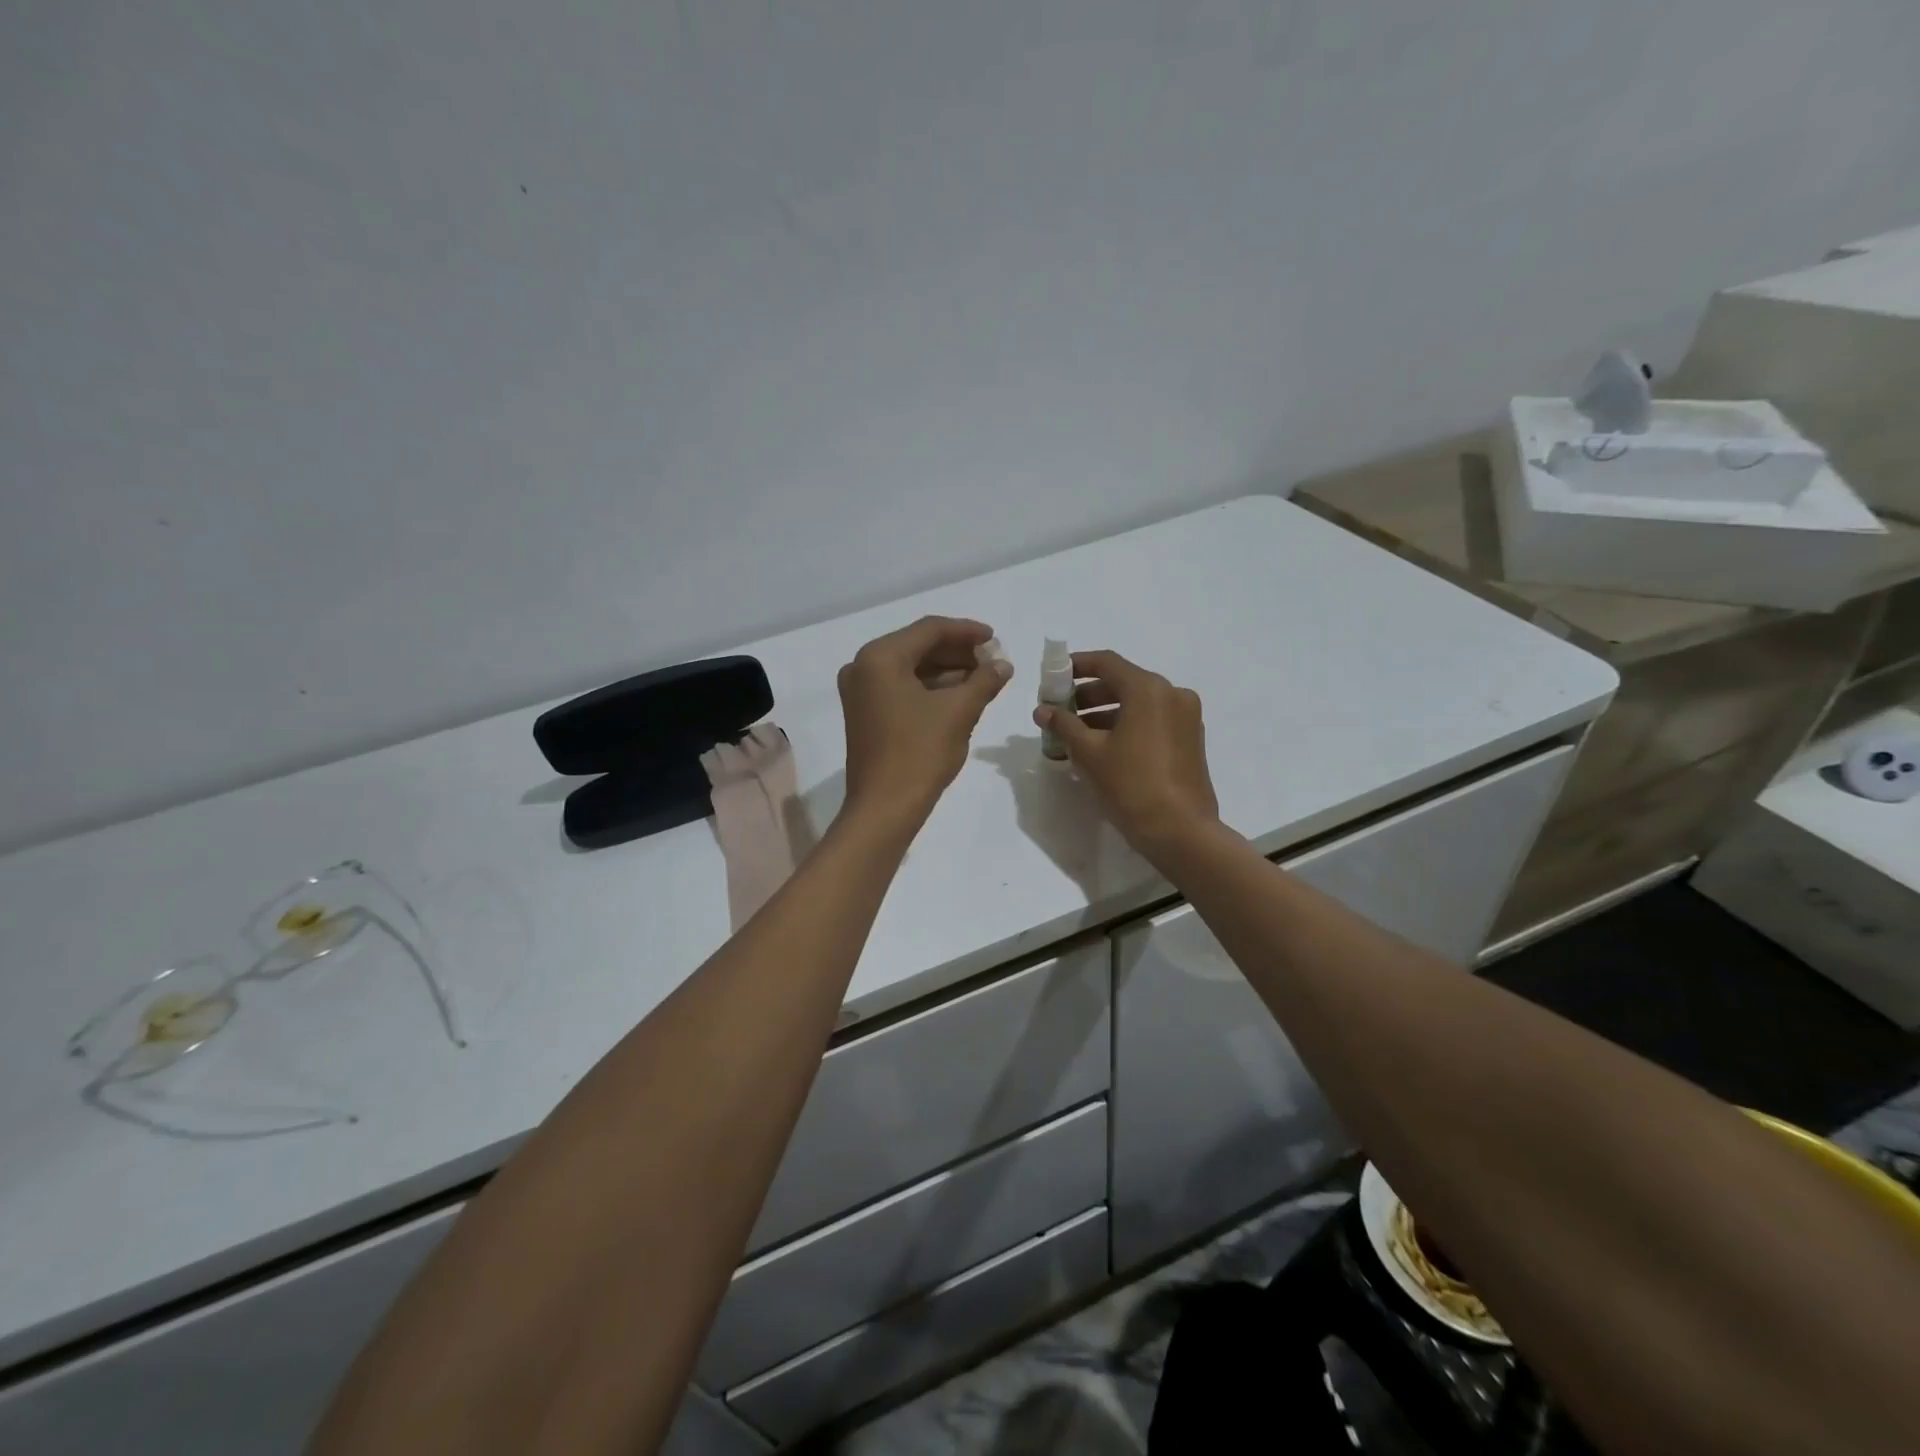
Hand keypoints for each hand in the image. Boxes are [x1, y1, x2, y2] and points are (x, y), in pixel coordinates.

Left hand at [839, 616, 1012, 824]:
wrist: (884, 807)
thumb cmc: (920, 753)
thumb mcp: (959, 712)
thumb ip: (984, 681)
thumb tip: (1003, 665)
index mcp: (880, 657)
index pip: (929, 630)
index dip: (967, 631)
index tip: (995, 639)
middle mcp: (863, 667)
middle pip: (917, 646)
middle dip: (957, 652)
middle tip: (992, 660)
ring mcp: (860, 692)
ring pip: (910, 668)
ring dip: (946, 670)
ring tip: (983, 678)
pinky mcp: (864, 713)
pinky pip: (901, 687)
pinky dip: (930, 688)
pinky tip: (960, 695)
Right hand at [1035, 650, 1219, 858]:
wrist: (1180, 831)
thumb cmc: (1130, 785)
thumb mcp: (1089, 753)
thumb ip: (1064, 725)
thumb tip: (1043, 710)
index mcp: (1148, 689)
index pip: (1107, 663)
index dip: (1077, 665)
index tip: (1054, 676)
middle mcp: (1172, 694)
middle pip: (1123, 682)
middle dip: (1088, 694)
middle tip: (1061, 710)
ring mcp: (1186, 717)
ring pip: (1139, 703)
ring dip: (1106, 712)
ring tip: (1076, 734)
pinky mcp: (1190, 739)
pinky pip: (1153, 720)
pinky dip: (1127, 725)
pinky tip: (1104, 747)